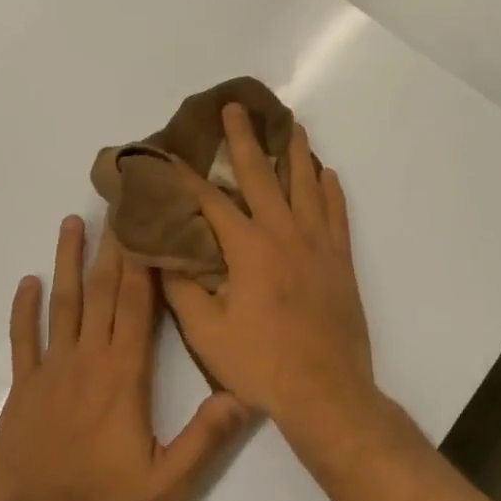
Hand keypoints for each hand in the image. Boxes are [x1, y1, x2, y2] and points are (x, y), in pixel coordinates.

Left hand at [0, 215, 249, 500]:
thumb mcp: (169, 482)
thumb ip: (207, 438)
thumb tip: (244, 394)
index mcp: (124, 374)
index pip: (137, 304)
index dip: (142, 261)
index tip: (144, 222)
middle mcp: (88, 360)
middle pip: (103, 292)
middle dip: (112, 246)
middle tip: (115, 203)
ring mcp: (51, 372)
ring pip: (63, 305)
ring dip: (68, 262)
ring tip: (71, 222)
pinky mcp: (23, 392)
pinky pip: (23, 341)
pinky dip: (24, 310)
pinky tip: (27, 283)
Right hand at [162, 105, 374, 432]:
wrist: (326, 392)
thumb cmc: (261, 363)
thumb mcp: (207, 332)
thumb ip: (182, 289)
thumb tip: (160, 254)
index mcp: (248, 247)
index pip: (210, 200)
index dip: (186, 177)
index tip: (168, 154)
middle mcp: (284, 232)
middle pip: (261, 174)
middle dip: (243, 139)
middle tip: (235, 108)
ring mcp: (318, 242)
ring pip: (306, 183)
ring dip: (295, 151)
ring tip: (290, 124)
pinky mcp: (340, 259)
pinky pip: (337, 211)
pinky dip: (330, 188)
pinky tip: (325, 172)